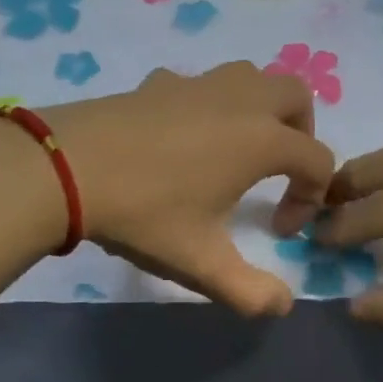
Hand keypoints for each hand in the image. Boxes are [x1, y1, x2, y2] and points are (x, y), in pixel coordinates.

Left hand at [38, 63, 334, 315]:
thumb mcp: (201, 263)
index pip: (316, 159)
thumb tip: (282, 305)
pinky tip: (185, 137)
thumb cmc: (145, 214)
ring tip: (240, 149)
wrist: (67, 169)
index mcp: (260, 140)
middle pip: (296, 95)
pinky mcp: (159, 81)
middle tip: (281, 172)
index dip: (311, 197)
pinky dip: (212, 104)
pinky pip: (203, 84)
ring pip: (251, 76)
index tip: (279, 231)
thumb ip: (250, 291)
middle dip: (301, 133)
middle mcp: (238, 100)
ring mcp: (197, 84)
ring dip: (262, 108)